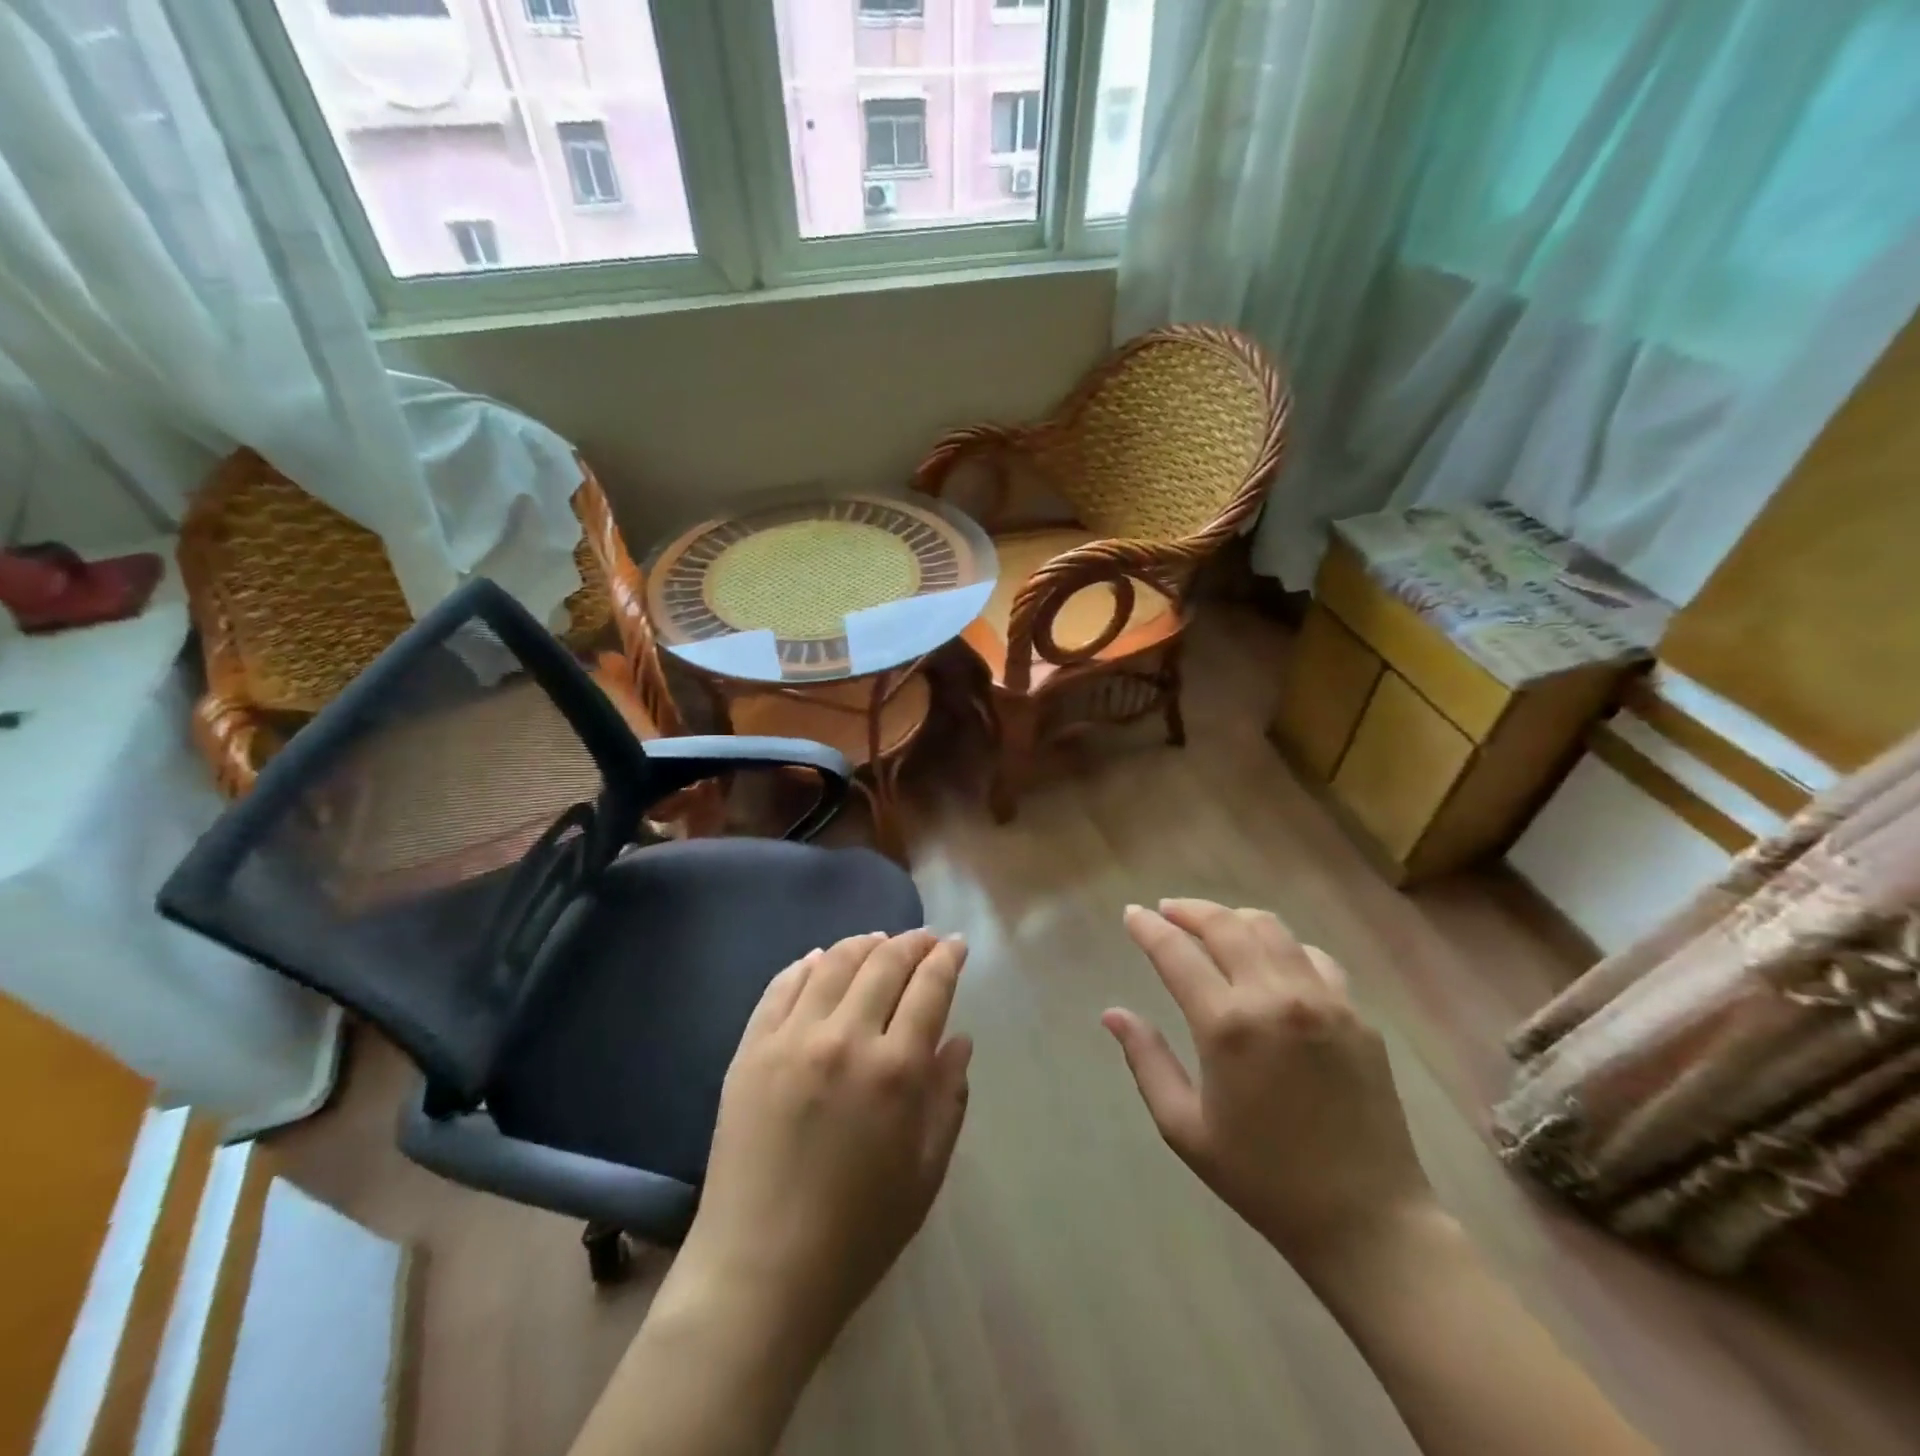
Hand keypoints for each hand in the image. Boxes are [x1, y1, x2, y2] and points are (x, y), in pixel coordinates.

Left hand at [678, 930, 972, 1355]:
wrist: (759, 1270)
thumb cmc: (858, 1231)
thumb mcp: (925, 1171)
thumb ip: (948, 1097)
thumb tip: (960, 1039)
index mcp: (896, 1070)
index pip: (930, 987)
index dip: (946, 958)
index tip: (955, 944)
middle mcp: (845, 1038)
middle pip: (885, 963)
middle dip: (912, 943)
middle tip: (924, 940)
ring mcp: (791, 1039)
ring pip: (834, 963)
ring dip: (863, 943)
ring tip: (879, 941)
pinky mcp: (751, 1048)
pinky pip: (782, 985)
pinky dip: (808, 964)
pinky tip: (821, 960)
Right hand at [1103, 899, 1436, 1270]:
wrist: (1368, 1221)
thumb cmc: (1263, 1179)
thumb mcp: (1185, 1128)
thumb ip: (1146, 1061)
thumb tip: (1113, 1014)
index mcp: (1228, 1027)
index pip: (1176, 953)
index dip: (1148, 928)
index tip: (1131, 914)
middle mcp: (1276, 998)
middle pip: (1225, 925)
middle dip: (1189, 910)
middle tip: (1166, 910)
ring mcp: (1324, 1001)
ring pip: (1271, 929)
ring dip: (1234, 918)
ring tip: (1213, 926)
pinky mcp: (1357, 1014)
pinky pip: (1313, 957)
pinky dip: (1282, 946)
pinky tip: (1270, 961)